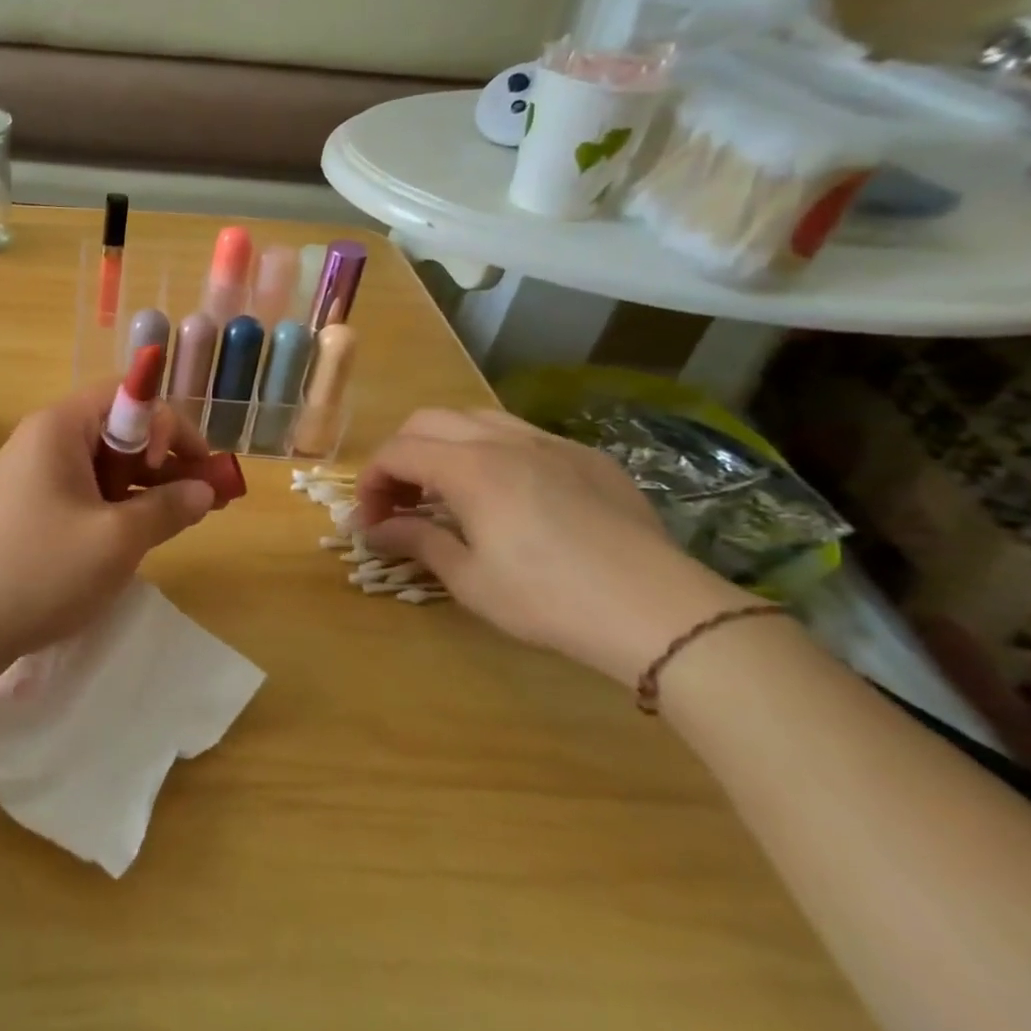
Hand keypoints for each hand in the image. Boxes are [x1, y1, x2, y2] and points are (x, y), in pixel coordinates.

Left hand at [0, 384, 217, 680]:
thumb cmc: (37, 570)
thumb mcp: (116, 541)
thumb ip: (167, 509)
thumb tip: (205, 490)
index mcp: (61, 427)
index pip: (129, 395)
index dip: (170, 424)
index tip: (198, 469)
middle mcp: (48, 440)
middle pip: (120, 429)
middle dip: (167, 458)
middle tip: (205, 498)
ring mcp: (38, 476)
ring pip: (107, 465)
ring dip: (148, 485)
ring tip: (186, 518)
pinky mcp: (34, 510)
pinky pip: (89, 493)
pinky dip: (121, 507)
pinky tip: (144, 534)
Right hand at [351, 408, 757, 686]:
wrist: (660, 612)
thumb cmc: (549, 600)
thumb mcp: (470, 579)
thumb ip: (416, 541)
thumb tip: (374, 529)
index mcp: (470, 467)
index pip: (397, 453)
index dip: (371, 481)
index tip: (370, 519)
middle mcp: (504, 440)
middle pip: (429, 422)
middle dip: (401, 456)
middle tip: (400, 501)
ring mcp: (551, 443)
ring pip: (477, 418)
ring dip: (445, 445)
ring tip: (446, 489)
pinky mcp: (588, 457)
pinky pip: (523, 435)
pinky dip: (493, 452)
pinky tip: (507, 494)